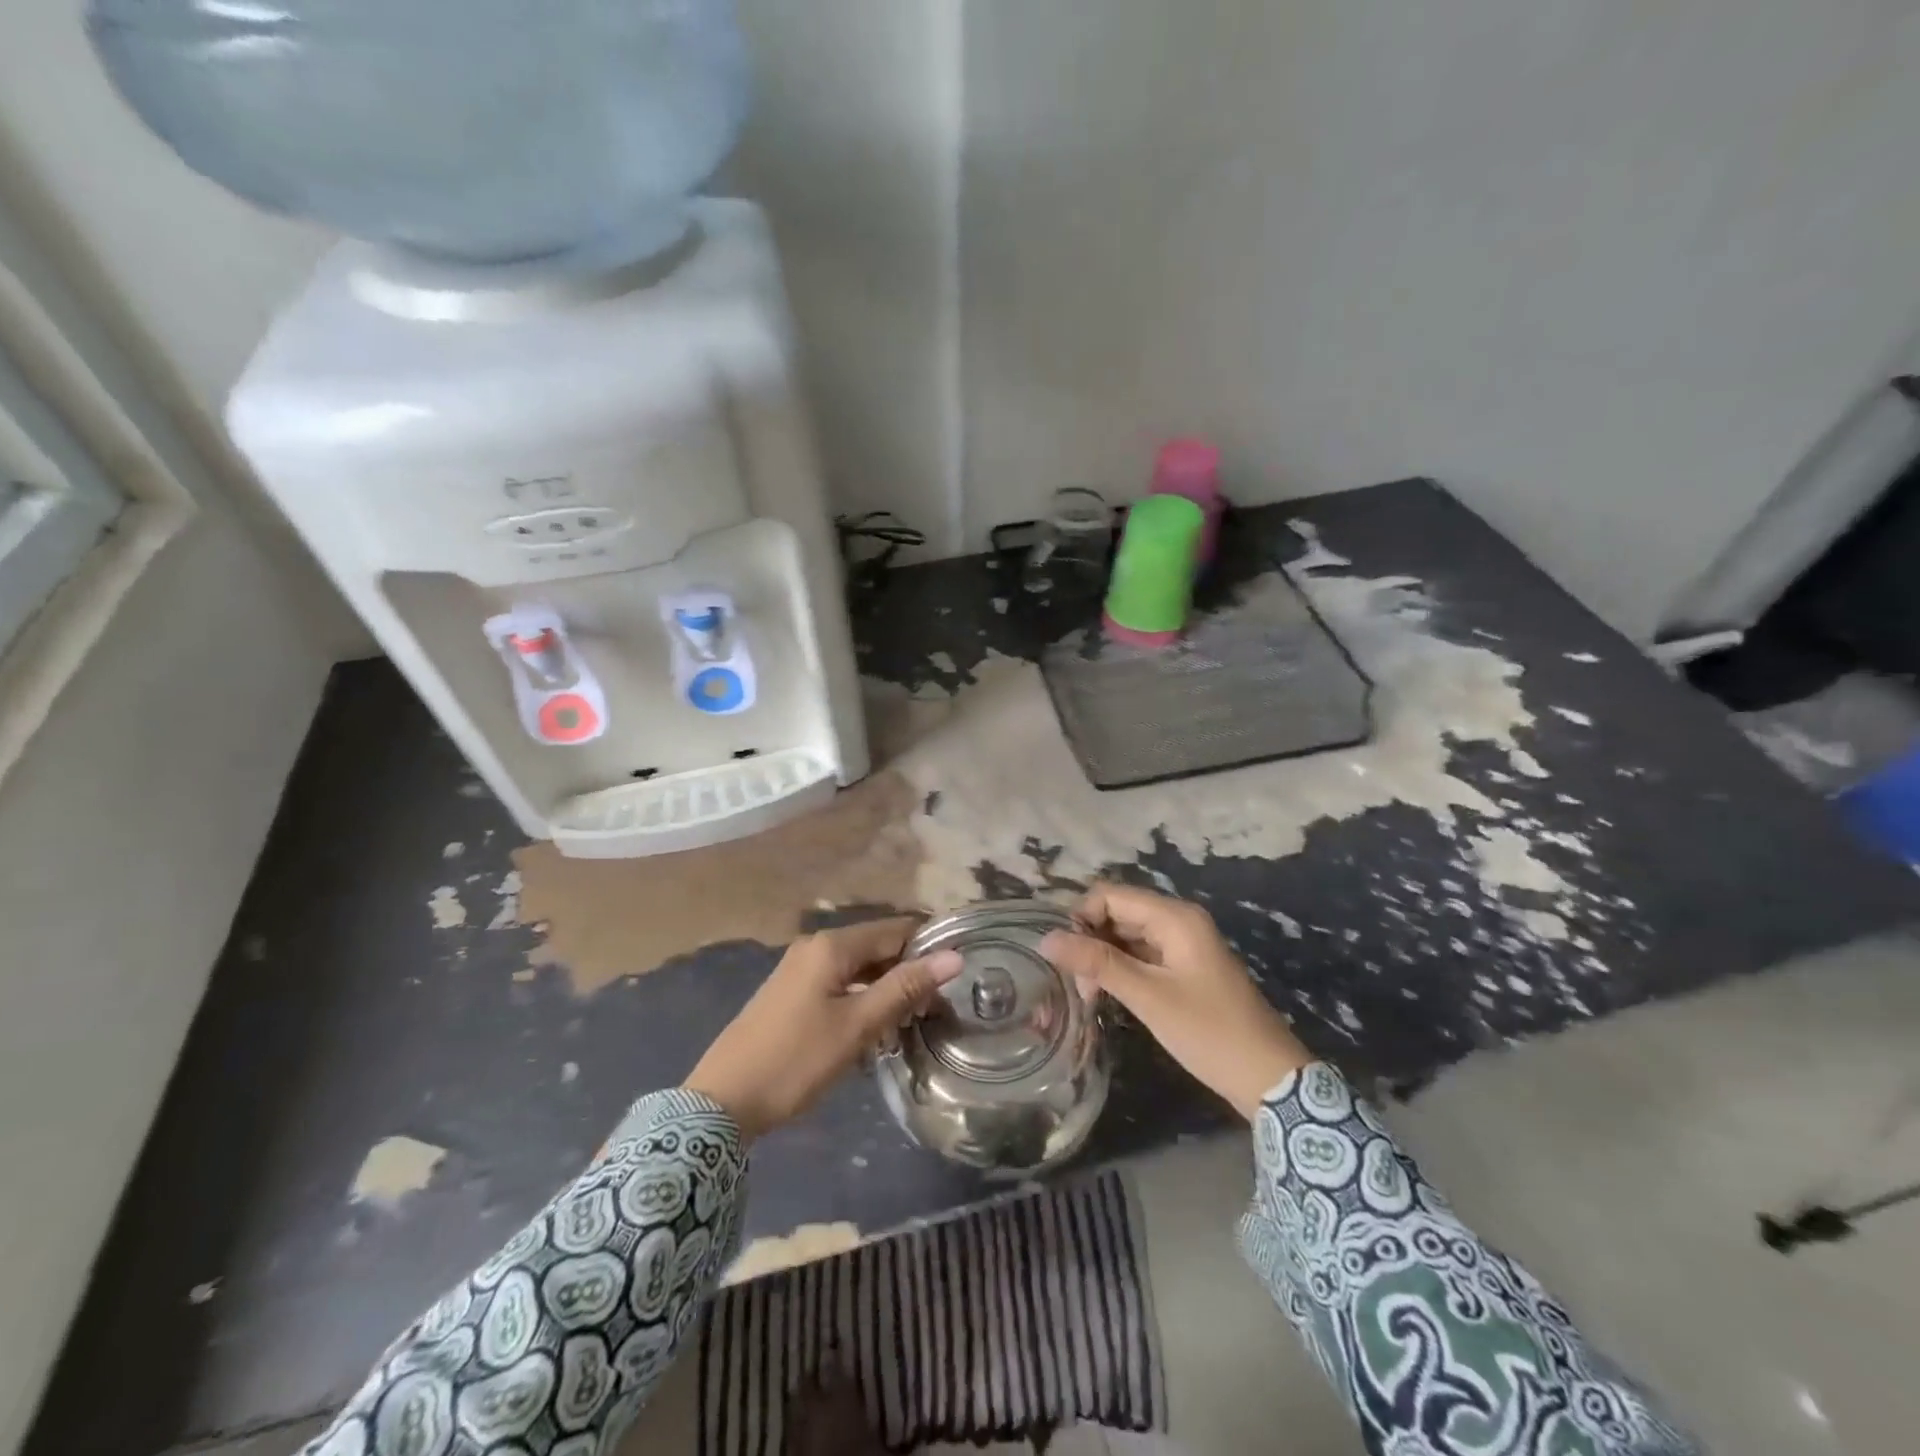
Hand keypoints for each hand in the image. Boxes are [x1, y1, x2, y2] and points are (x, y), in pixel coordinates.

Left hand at [685, 919, 962, 1140]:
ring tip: (914, 1019)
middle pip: (876, 946)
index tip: (957, 975)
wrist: (722, 1102)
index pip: (895, 929)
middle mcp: (815, 947)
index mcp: (832, 945)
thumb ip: (905, 987)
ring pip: (858, 967)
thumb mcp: (857, 1026)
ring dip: (886, 987)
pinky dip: (862, 997)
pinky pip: (839, 982)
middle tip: (938, 1006)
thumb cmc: (796, 1060)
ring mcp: (799, 969)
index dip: (928, 947)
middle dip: (908, 970)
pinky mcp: (791, 993)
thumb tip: (953, 955)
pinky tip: (876, 1026)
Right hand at [1042, 883, 1312, 1118]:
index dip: (1080, 918)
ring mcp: (1182, 944)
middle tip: (1077, 985)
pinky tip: (1107, 995)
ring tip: (1089, 996)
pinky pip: (1141, 954)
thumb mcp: (1148, 997)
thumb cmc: (1209, 1032)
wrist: (1270, 1078)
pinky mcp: (1183, 967)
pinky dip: (1120, 970)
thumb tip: (1046, 939)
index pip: (1109, 895)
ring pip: (1126, 935)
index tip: (1064, 957)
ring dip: (1103, 959)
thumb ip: (1098, 963)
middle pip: (1117, 912)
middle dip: (1090, 941)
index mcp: (1174, 917)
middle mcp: (1178, 921)